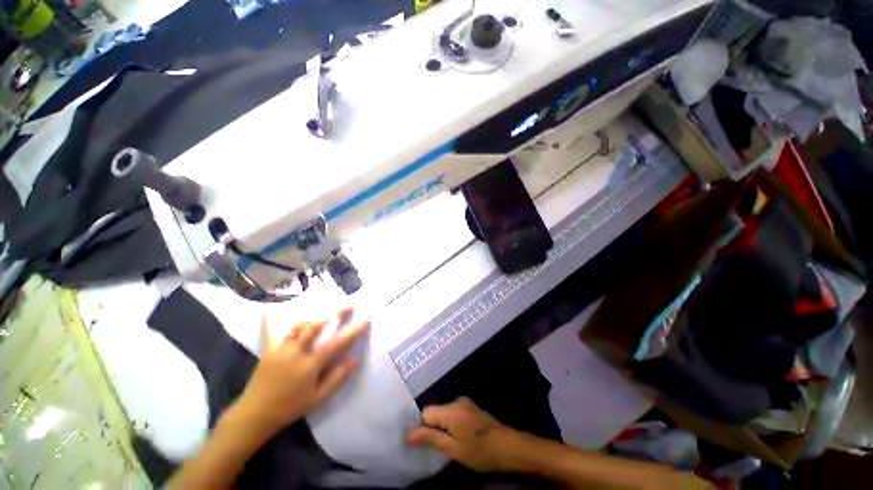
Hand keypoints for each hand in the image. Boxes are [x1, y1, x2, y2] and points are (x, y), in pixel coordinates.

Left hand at [235, 309, 369, 438]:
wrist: (255, 415)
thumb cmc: (289, 408)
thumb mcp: (318, 399)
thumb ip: (337, 378)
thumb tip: (355, 358)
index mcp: (310, 365)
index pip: (337, 343)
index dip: (353, 330)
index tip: (365, 320)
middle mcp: (296, 352)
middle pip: (317, 326)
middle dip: (334, 313)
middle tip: (347, 306)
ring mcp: (281, 349)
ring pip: (299, 325)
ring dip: (315, 317)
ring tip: (325, 313)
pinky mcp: (268, 350)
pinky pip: (271, 331)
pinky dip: (272, 320)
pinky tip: (270, 310)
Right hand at [406, 397, 525, 472]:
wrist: (508, 446)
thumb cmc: (479, 451)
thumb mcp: (453, 449)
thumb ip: (430, 438)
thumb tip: (408, 434)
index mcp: (450, 409)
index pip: (426, 412)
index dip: (422, 428)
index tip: (426, 444)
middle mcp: (456, 400)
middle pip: (435, 411)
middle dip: (434, 427)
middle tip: (441, 447)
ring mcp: (465, 402)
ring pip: (444, 413)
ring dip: (443, 426)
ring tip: (451, 443)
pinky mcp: (471, 407)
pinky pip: (453, 412)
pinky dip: (452, 423)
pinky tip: (460, 437)